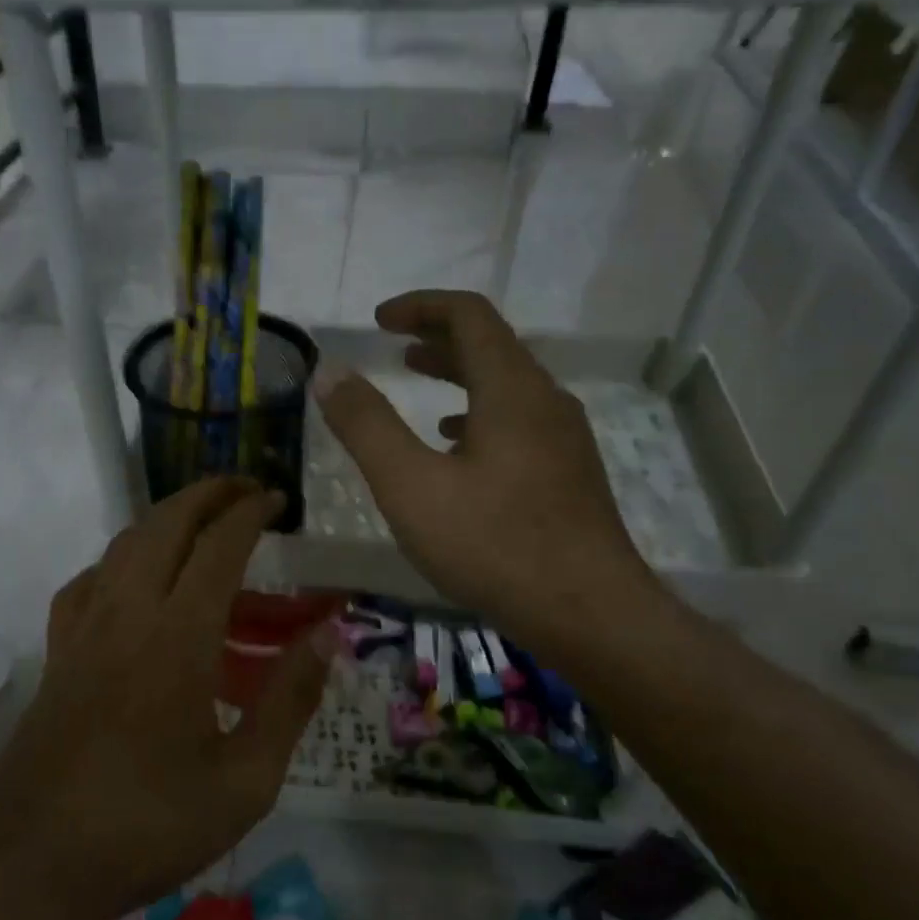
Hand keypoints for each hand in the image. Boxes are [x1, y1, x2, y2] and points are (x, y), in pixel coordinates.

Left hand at [0, 479, 332, 919]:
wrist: (31, 861)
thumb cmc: (148, 826)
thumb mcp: (244, 782)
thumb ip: (290, 700)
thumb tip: (326, 634)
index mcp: (178, 637)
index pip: (219, 546)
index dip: (250, 512)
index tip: (277, 499)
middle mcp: (127, 613)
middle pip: (165, 524)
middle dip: (207, 494)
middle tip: (245, 491)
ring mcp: (84, 628)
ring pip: (123, 542)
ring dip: (166, 517)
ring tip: (201, 521)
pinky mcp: (58, 651)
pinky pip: (90, 580)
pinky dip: (121, 558)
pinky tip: (135, 579)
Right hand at [314, 290, 661, 643]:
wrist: (589, 613)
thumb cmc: (493, 544)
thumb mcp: (410, 485)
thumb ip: (366, 426)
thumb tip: (330, 372)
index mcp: (511, 389)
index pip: (469, 315)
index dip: (420, 306)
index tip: (379, 321)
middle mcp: (545, 400)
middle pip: (492, 345)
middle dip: (438, 337)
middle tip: (395, 346)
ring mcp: (564, 438)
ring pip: (507, 385)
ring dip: (460, 375)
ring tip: (419, 385)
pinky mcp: (568, 473)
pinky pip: (519, 421)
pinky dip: (480, 415)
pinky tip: (457, 447)